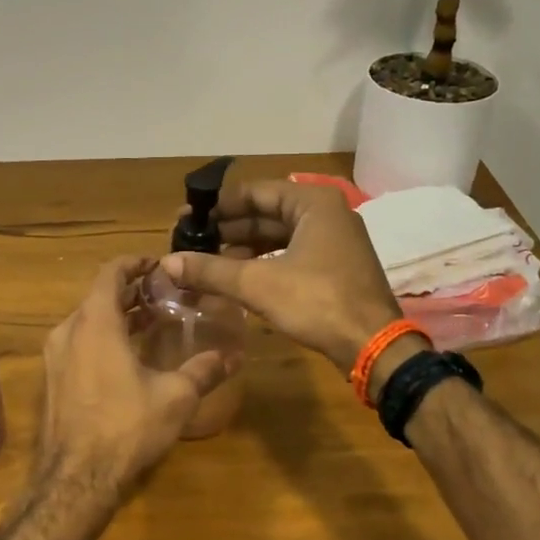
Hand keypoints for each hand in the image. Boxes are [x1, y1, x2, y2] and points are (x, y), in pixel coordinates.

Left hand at [31, 256, 235, 505]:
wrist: (75, 479)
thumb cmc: (126, 426)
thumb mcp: (175, 396)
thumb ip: (204, 370)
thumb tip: (235, 356)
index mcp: (95, 322)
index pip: (110, 273)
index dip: (135, 263)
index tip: (158, 264)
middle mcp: (69, 331)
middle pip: (98, 297)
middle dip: (130, 292)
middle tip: (163, 295)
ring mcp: (55, 357)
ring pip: (87, 322)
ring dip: (117, 316)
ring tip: (150, 322)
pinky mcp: (52, 380)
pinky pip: (79, 344)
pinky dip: (103, 338)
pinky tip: (127, 357)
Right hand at [160, 180, 402, 369]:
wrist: (373, 346)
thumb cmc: (317, 302)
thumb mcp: (257, 284)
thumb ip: (211, 270)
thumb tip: (167, 263)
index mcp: (313, 203)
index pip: (255, 192)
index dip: (218, 206)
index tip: (188, 218)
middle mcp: (327, 213)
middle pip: (267, 213)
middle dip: (228, 229)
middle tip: (192, 241)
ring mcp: (334, 240)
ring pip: (278, 236)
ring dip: (243, 248)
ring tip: (207, 261)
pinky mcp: (335, 266)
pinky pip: (291, 254)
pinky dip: (264, 262)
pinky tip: (237, 276)